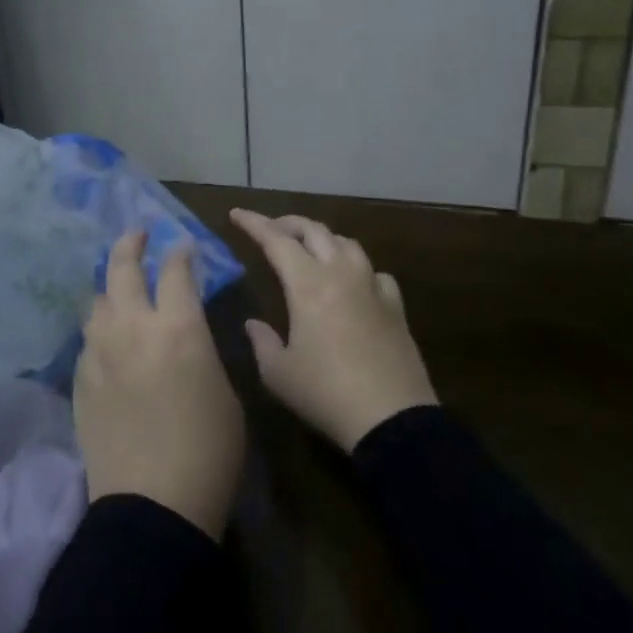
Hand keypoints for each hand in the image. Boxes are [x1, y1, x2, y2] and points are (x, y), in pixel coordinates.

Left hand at [74, 231, 244, 538]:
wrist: (153, 504)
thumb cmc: (209, 451)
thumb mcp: (225, 392)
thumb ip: (203, 350)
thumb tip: (187, 332)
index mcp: (179, 328)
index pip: (176, 271)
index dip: (180, 253)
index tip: (182, 246)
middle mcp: (134, 327)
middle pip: (123, 268)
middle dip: (131, 245)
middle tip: (137, 236)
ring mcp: (100, 352)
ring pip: (97, 300)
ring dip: (111, 287)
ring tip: (120, 288)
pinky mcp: (81, 379)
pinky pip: (88, 338)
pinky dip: (100, 328)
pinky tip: (108, 338)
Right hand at [229, 209, 437, 452]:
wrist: (391, 418)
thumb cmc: (325, 393)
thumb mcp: (278, 373)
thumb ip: (262, 341)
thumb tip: (253, 324)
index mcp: (307, 284)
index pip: (276, 240)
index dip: (254, 223)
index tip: (237, 214)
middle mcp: (341, 274)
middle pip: (314, 231)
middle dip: (288, 223)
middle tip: (270, 229)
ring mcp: (372, 287)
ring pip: (347, 244)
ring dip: (323, 238)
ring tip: (310, 248)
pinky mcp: (395, 306)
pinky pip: (375, 272)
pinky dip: (357, 267)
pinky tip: (354, 282)